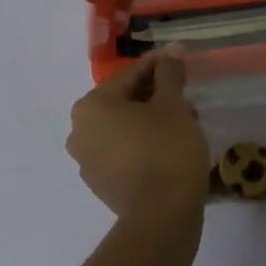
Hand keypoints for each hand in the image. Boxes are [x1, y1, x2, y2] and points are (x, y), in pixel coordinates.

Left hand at [66, 49, 209, 228]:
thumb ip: (169, 74)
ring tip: (183, 123)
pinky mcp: (101, 185)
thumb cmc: (166, 150)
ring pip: (123, 128)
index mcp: (91, 105)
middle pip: (123, 102)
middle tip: (185, 97)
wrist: (161, 217)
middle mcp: (79, 131)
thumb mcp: (173, 105)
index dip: (159, 68)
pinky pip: (122, 152)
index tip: (180, 65)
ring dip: (149, 121)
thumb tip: (171, 49)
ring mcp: (87, 161)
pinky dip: (142, 145)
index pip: (130, 75)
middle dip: (154, 97)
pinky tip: (169, 148)